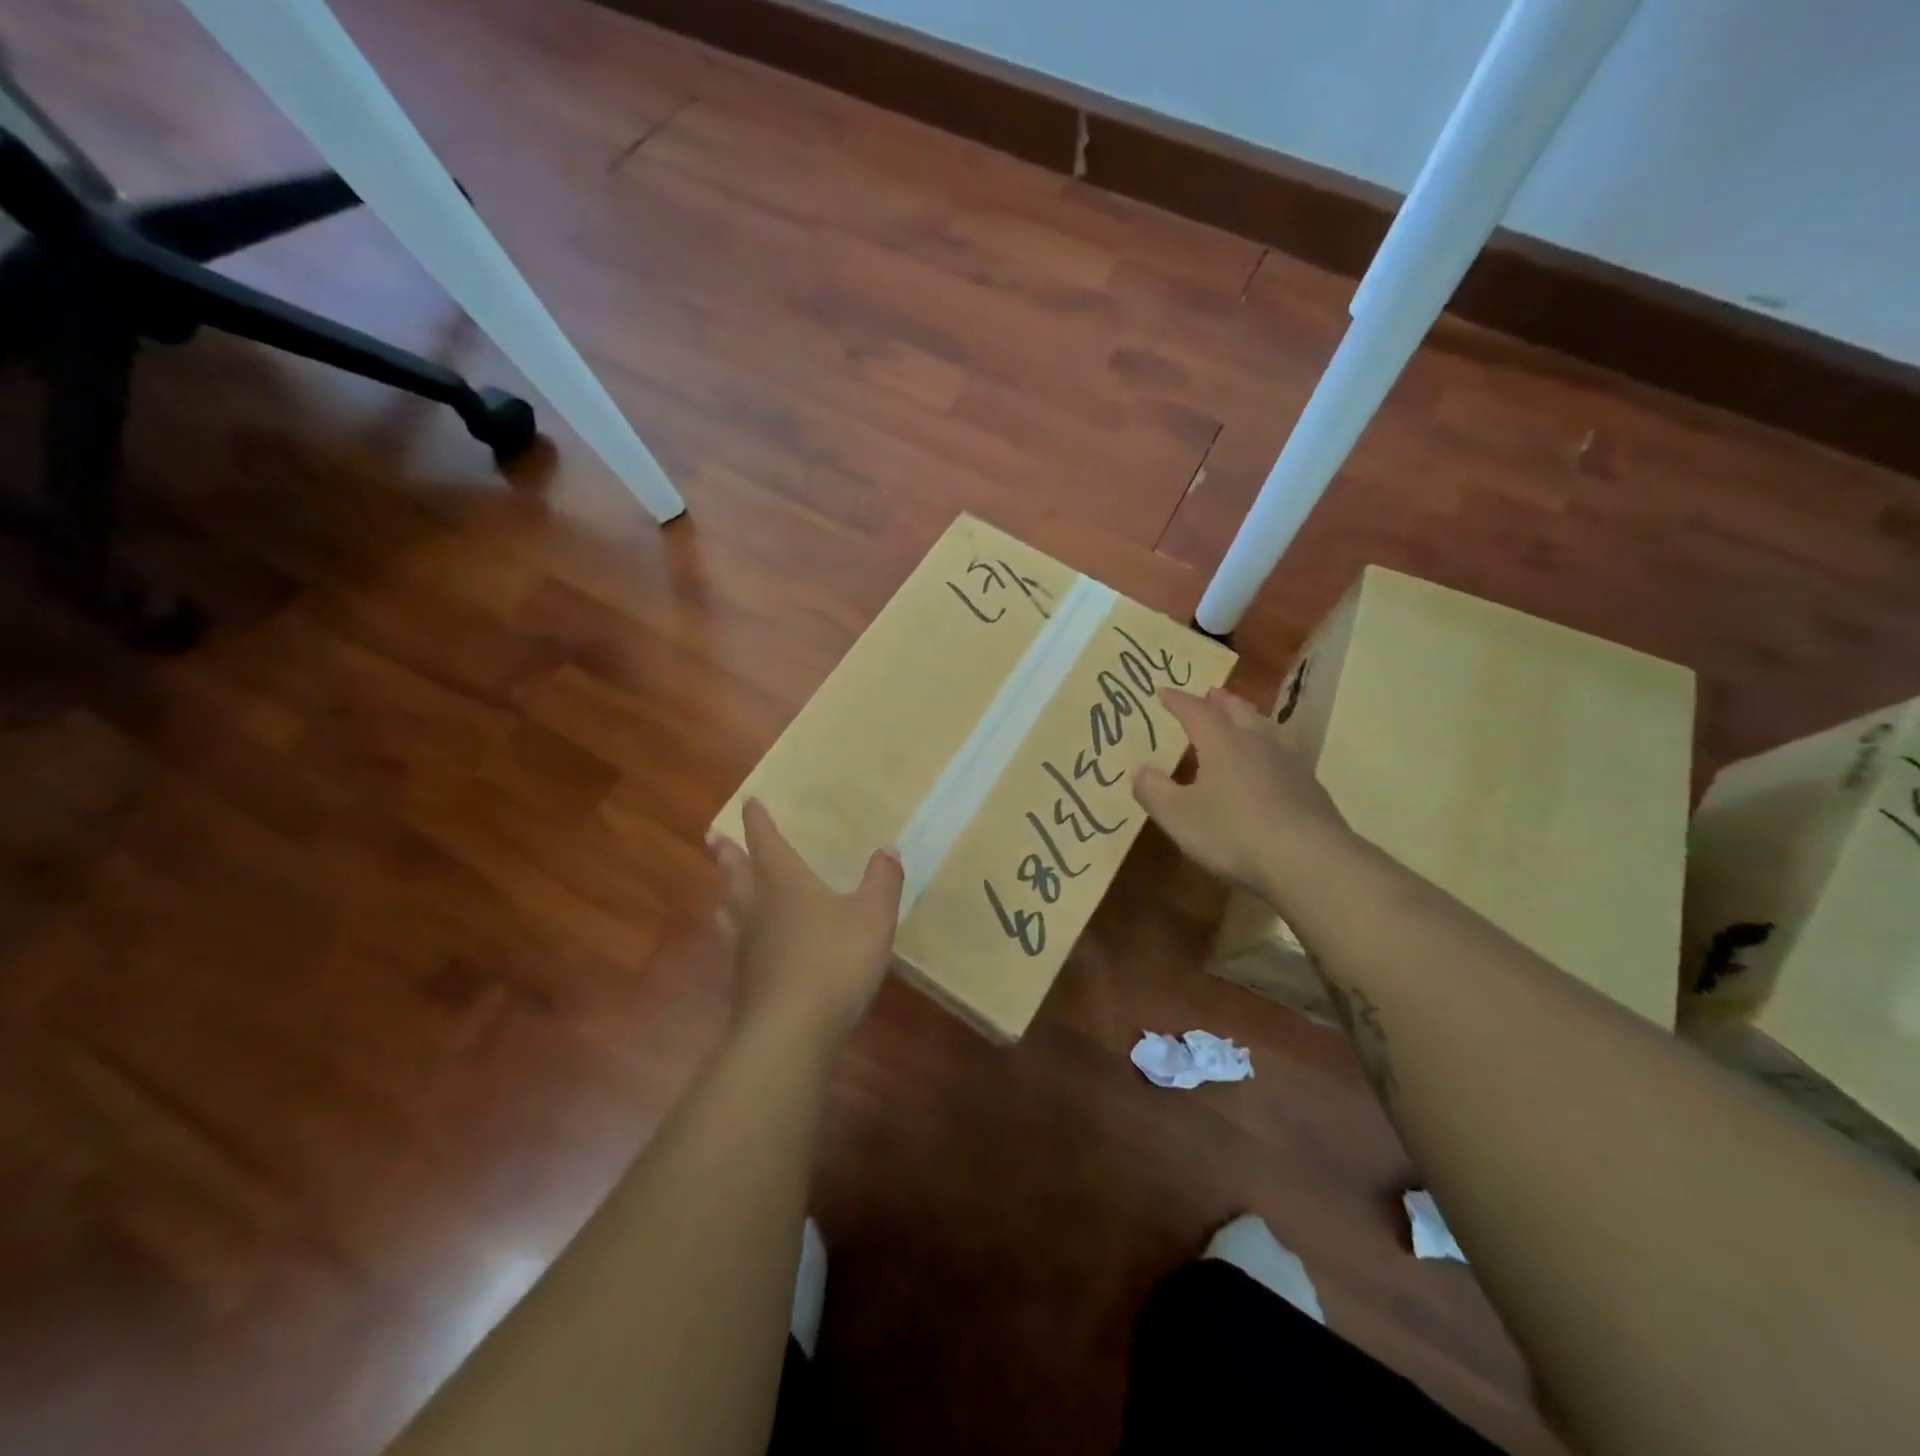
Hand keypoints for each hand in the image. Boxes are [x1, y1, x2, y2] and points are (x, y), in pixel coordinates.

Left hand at [709, 799, 903, 1048]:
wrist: (790, 1032)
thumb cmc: (834, 961)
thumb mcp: (873, 917)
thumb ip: (882, 882)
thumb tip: (888, 850)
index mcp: (786, 884)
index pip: (768, 844)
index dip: (759, 823)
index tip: (749, 803)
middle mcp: (759, 909)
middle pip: (738, 874)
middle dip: (729, 854)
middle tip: (712, 838)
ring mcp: (747, 948)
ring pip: (731, 911)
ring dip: (727, 894)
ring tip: (722, 890)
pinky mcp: (745, 983)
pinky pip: (736, 947)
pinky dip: (736, 936)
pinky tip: (742, 948)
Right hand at [1133, 686, 1350, 900]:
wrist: (1309, 860)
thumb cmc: (1233, 833)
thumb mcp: (1178, 816)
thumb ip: (1154, 791)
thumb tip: (1141, 770)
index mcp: (1222, 743)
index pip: (1196, 712)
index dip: (1178, 701)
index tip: (1164, 692)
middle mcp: (1257, 743)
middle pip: (1238, 711)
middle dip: (1220, 702)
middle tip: (1210, 694)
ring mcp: (1289, 763)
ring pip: (1267, 728)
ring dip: (1250, 718)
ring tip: (1243, 718)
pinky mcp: (1310, 787)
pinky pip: (1285, 753)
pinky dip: (1271, 747)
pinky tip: (1272, 762)